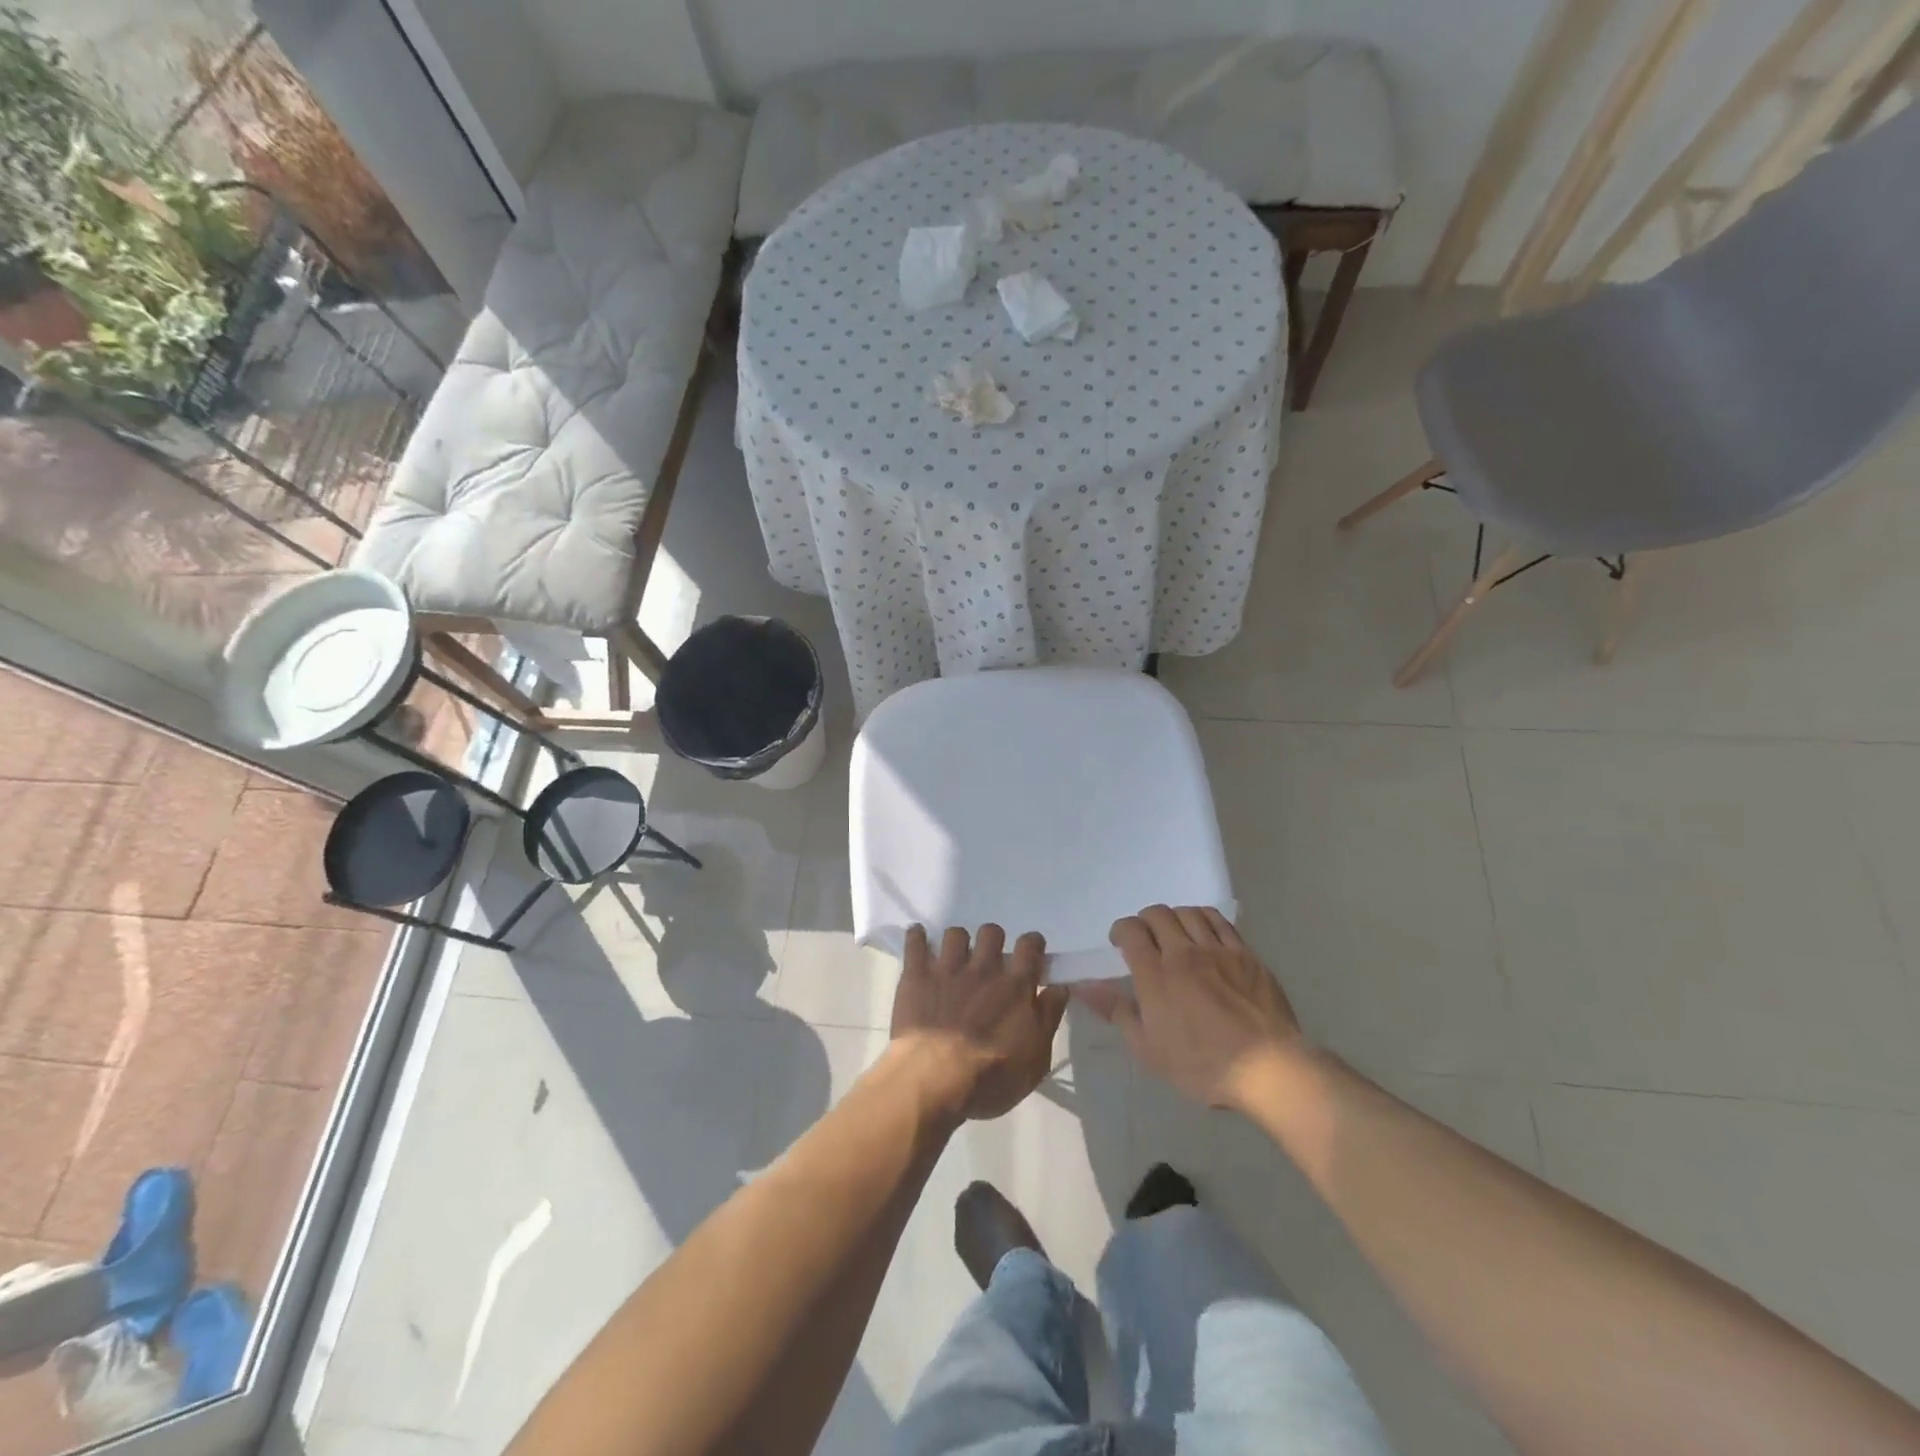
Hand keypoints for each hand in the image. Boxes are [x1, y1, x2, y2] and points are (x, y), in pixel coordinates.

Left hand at [891, 924, 1068, 1120]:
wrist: (935, 1079)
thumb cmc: (991, 1077)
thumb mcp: (1036, 1059)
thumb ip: (1049, 1018)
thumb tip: (1059, 988)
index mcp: (1015, 986)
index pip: (1030, 946)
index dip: (1032, 944)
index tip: (1030, 953)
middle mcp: (984, 968)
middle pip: (992, 932)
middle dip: (992, 941)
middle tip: (989, 961)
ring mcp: (948, 968)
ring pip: (956, 933)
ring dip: (958, 942)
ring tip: (954, 958)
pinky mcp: (917, 975)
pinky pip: (915, 942)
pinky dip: (917, 937)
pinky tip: (918, 939)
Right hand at [1076, 906, 1304, 1112]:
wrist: (1268, 1068)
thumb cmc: (1202, 1066)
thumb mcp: (1149, 1049)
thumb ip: (1117, 1011)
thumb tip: (1086, 988)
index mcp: (1156, 975)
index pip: (1131, 931)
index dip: (1120, 930)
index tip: (1120, 943)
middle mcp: (1184, 953)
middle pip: (1158, 914)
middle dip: (1145, 921)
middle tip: (1145, 939)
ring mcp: (1218, 950)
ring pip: (1189, 913)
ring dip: (1174, 918)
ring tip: (1174, 934)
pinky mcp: (1246, 955)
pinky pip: (1221, 922)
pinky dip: (1204, 919)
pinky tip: (1204, 934)